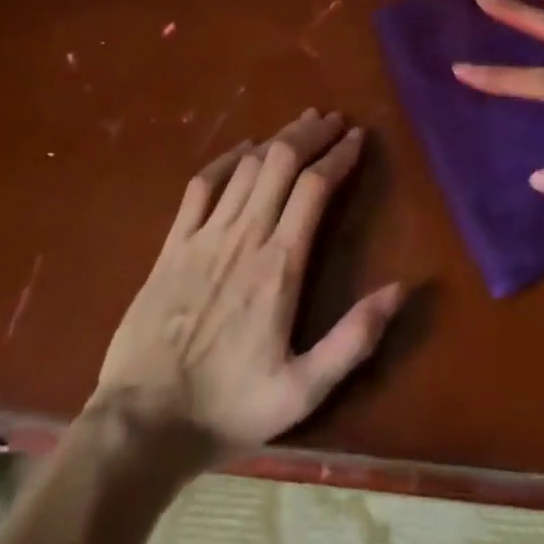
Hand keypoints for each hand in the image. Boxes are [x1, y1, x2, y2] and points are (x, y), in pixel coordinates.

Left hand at [89, 109, 401, 461]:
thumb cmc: (228, 407)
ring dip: (277, 138)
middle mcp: (245, 235)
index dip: (339, 155)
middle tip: (332, 120)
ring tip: (300, 124)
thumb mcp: (303, 391)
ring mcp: (205, 234)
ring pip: (248, 165)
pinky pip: (202, 184)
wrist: (142, 422)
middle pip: (282, 162)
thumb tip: (400, 288)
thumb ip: (354, 339)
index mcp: (280, 264)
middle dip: (311, 134)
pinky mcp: (174, 243)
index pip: (316, 187)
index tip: (357, 137)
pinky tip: (244, 148)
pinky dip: (227, 158)